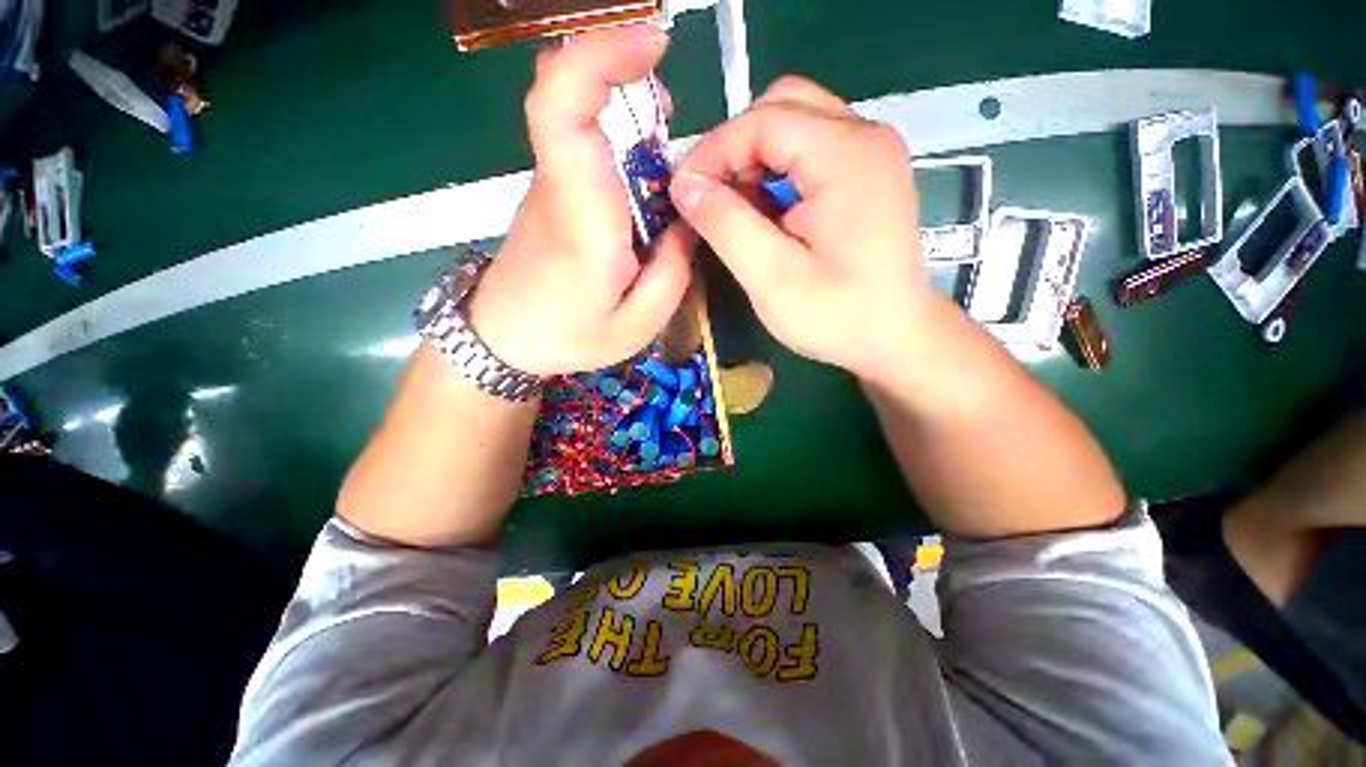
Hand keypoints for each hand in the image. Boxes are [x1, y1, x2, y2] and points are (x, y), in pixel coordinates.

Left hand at [468, 25, 694, 377]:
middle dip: (621, 72)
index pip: (561, 106)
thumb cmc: (568, 336)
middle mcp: (560, 186)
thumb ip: (673, 272)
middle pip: (568, 95)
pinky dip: (616, 139)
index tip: (652, 44)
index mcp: (581, 217)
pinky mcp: (552, 196)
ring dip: (624, 107)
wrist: (503, 339)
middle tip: (668, 102)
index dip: (599, 56)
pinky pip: (582, 147)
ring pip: (578, 117)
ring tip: (664, 143)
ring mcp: (551, 186)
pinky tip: (642, 178)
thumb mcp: (638, 324)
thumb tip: (688, 222)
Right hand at [669, 77, 939, 379]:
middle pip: (781, 108)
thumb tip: (684, 185)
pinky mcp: (866, 174)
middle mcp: (864, 137)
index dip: (713, 151)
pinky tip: (769, 216)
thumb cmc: (838, 316)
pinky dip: (777, 175)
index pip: (763, 120)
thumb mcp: (772, 277)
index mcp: (846, 154)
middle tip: (712, 200)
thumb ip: (726, 225)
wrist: (896, 337)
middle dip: (735, 150)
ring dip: (755, 162)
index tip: (683, 194)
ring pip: (794, 126)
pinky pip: (810, 152)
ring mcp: (870, 153)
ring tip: (737, 213)